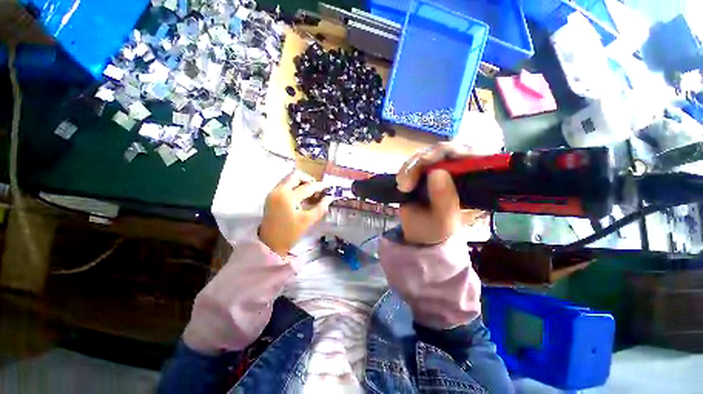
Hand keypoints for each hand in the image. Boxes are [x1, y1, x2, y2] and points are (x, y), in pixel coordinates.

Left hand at [260, 171, 332, 255]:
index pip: (308, 186)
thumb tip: (329, 198)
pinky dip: (294, 187)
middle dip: (308, 180)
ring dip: (301, 182)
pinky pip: (285, 185)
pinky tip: (301, 197)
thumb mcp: (307, 221)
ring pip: (289, 179)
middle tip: (317, 189)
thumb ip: (320, 207)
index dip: (320, 186)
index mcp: (288, 196)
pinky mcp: (271, 197)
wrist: (269, 243)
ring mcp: (273, 193)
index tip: (328, 187)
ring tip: (310, 193)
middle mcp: (279, 190)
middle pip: (296, 176)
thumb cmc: (290, 233)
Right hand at [396, 143, 471, 244]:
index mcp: (474, 182)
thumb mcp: (444, 220)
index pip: (473, 154)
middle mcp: (459, 171)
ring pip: (426, 154)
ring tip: (403, 187)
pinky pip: (413, 161)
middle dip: (423, 162)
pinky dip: (405, 170)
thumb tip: (438, 172)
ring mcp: (440, 168)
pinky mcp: (424, 170)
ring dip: (410, 168)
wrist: (419, 234)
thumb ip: (444, 199)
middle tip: (408, 179)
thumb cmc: (437, 230)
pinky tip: (401, 184)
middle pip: (445, 150)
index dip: (455, 151)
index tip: (431, 161)